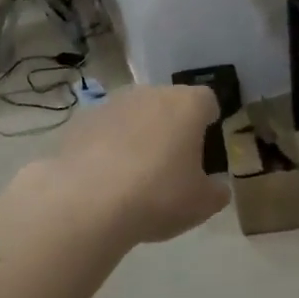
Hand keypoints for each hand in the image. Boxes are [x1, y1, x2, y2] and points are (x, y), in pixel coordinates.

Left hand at [45, 85, 227, 244]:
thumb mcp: (201, 204)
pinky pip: (103, 129)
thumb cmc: (157, 196)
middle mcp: (151, 93)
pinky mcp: (80, 120)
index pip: (207, 100)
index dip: (208, 119)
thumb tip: (218, 187)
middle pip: (168, 103)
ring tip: (133, 172)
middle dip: (171, 126)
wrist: (86, 202)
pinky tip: (102, 177)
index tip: (205, 142)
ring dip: (137, 133)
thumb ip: (216, 192)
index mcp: (187, 105)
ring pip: (134, 114)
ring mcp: (112, 103)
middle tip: (171, 161)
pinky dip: (106, 145)